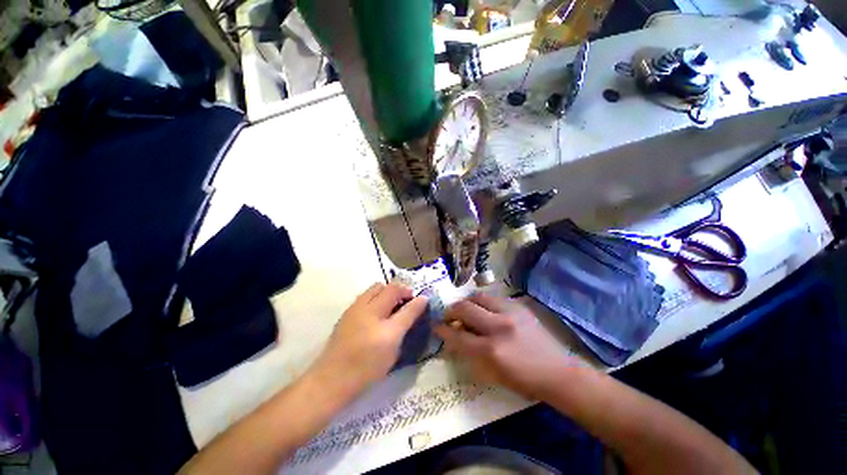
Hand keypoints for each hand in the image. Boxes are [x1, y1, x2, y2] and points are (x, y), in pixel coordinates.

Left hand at [310, 282, 427, 399]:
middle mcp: (368, 310)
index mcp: (382, 323)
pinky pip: (365, 296)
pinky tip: (376, 313)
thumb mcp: (393, 349)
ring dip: (386, 292)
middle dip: (399, 290)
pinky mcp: (347, 313)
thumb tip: (421, 303)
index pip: (405, 303)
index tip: (422, 300)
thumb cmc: (367, 369)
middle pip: (387, 287)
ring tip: (391, 306)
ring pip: (375, 288)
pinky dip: (375, 298)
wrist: (331, 380)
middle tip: (405, 303)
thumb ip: (407, 322)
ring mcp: (355, 309)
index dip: (415, 298)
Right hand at [434, 294, 577, 400]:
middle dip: (451, 311)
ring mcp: (510, 312)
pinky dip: (483, 302)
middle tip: (449, 316)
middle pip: (464, 308)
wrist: (558, 372)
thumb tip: (454, 338)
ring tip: (465, 309)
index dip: (443, 330)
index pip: (457, 335)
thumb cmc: (524, 380)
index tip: (436, 326)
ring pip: (478, 297)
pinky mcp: (519, 306)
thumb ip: (470, 354)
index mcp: (491, 350)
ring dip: (467, 302)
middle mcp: (498, 326)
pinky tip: (484, 309)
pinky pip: (493, 297)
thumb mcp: (492, 375)